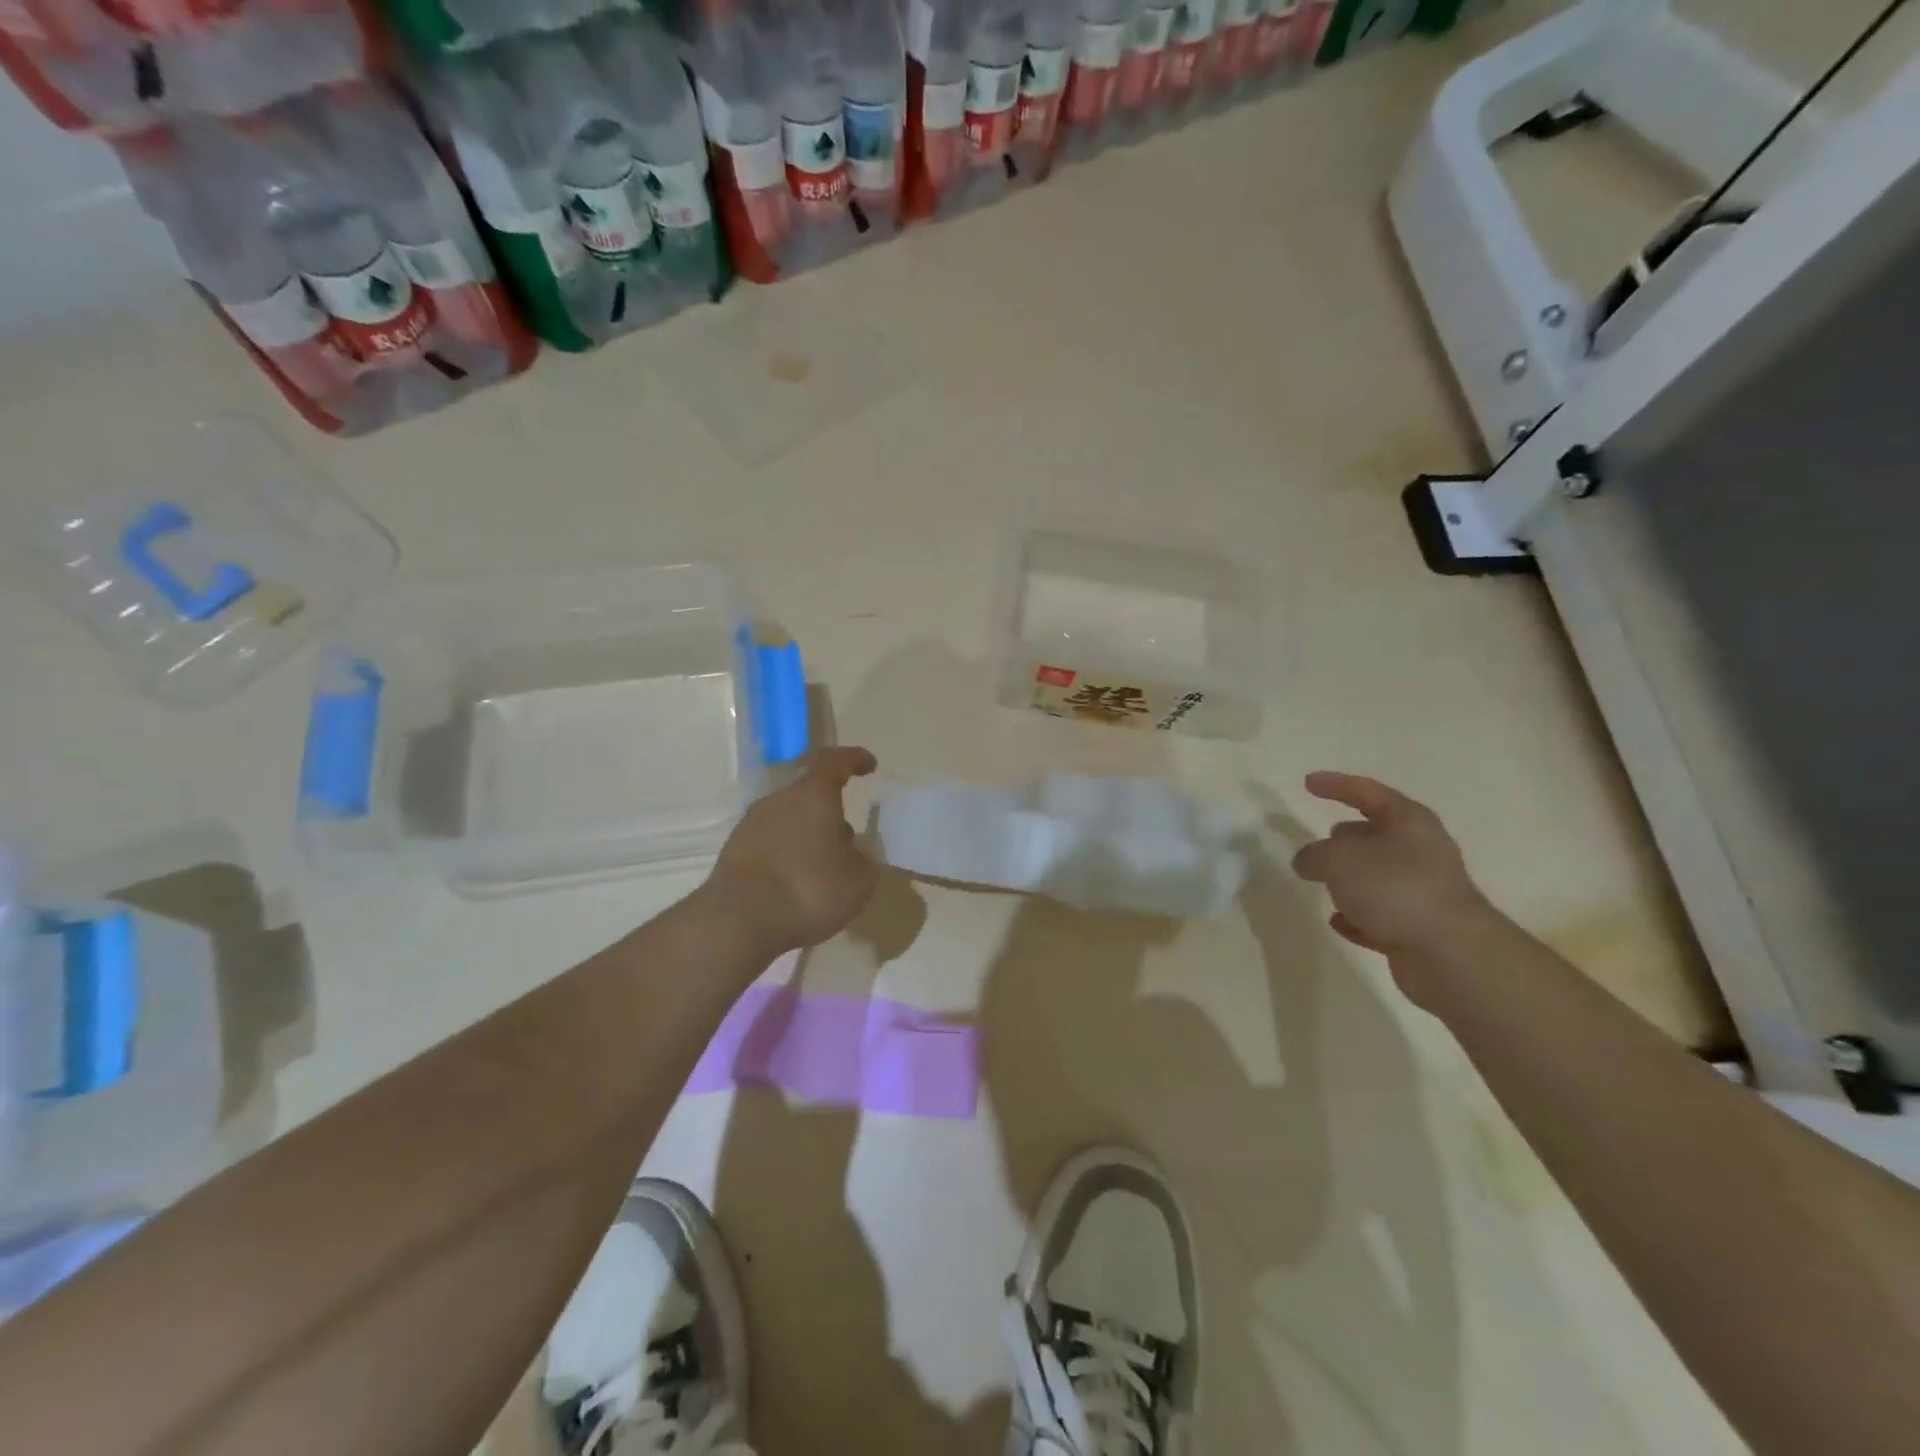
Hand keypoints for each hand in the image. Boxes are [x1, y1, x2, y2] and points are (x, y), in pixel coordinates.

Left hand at [705, 746, 879, 957]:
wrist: (737, 921)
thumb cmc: (809, 889)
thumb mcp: (859, 880)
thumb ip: (866, 858)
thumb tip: (858, 849)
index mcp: (813, 795)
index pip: (834, 761)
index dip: (853, 759)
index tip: (869, 764)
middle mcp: (779, 800)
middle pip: (809, 793)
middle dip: (830, 811)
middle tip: (848, 838)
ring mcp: (751, 824)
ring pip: (789, 818)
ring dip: (808, 834)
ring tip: (823, 866)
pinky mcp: (733, 851)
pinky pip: (770, 842)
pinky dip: (787, 853)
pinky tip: (796, 882)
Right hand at [1290, 772, 1496, 962]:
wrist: (1450, 954)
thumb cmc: (1394, 888)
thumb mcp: (1338, 859)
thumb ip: (1313, 854)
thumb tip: (1307, 861)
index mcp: (1408, 822)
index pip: (1366, 792)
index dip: (1336, 785)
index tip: (1308, 783)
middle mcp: (1420, 851)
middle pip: (1375, 834)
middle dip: (1345, 837)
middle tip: (1317, 843)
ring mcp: (1422, 890)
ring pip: (1376, 875)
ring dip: (1350, 879)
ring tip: (1321, 883)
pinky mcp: (1419, 927)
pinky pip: (1380, 914)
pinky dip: (1358, 915)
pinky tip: (1338, 921)